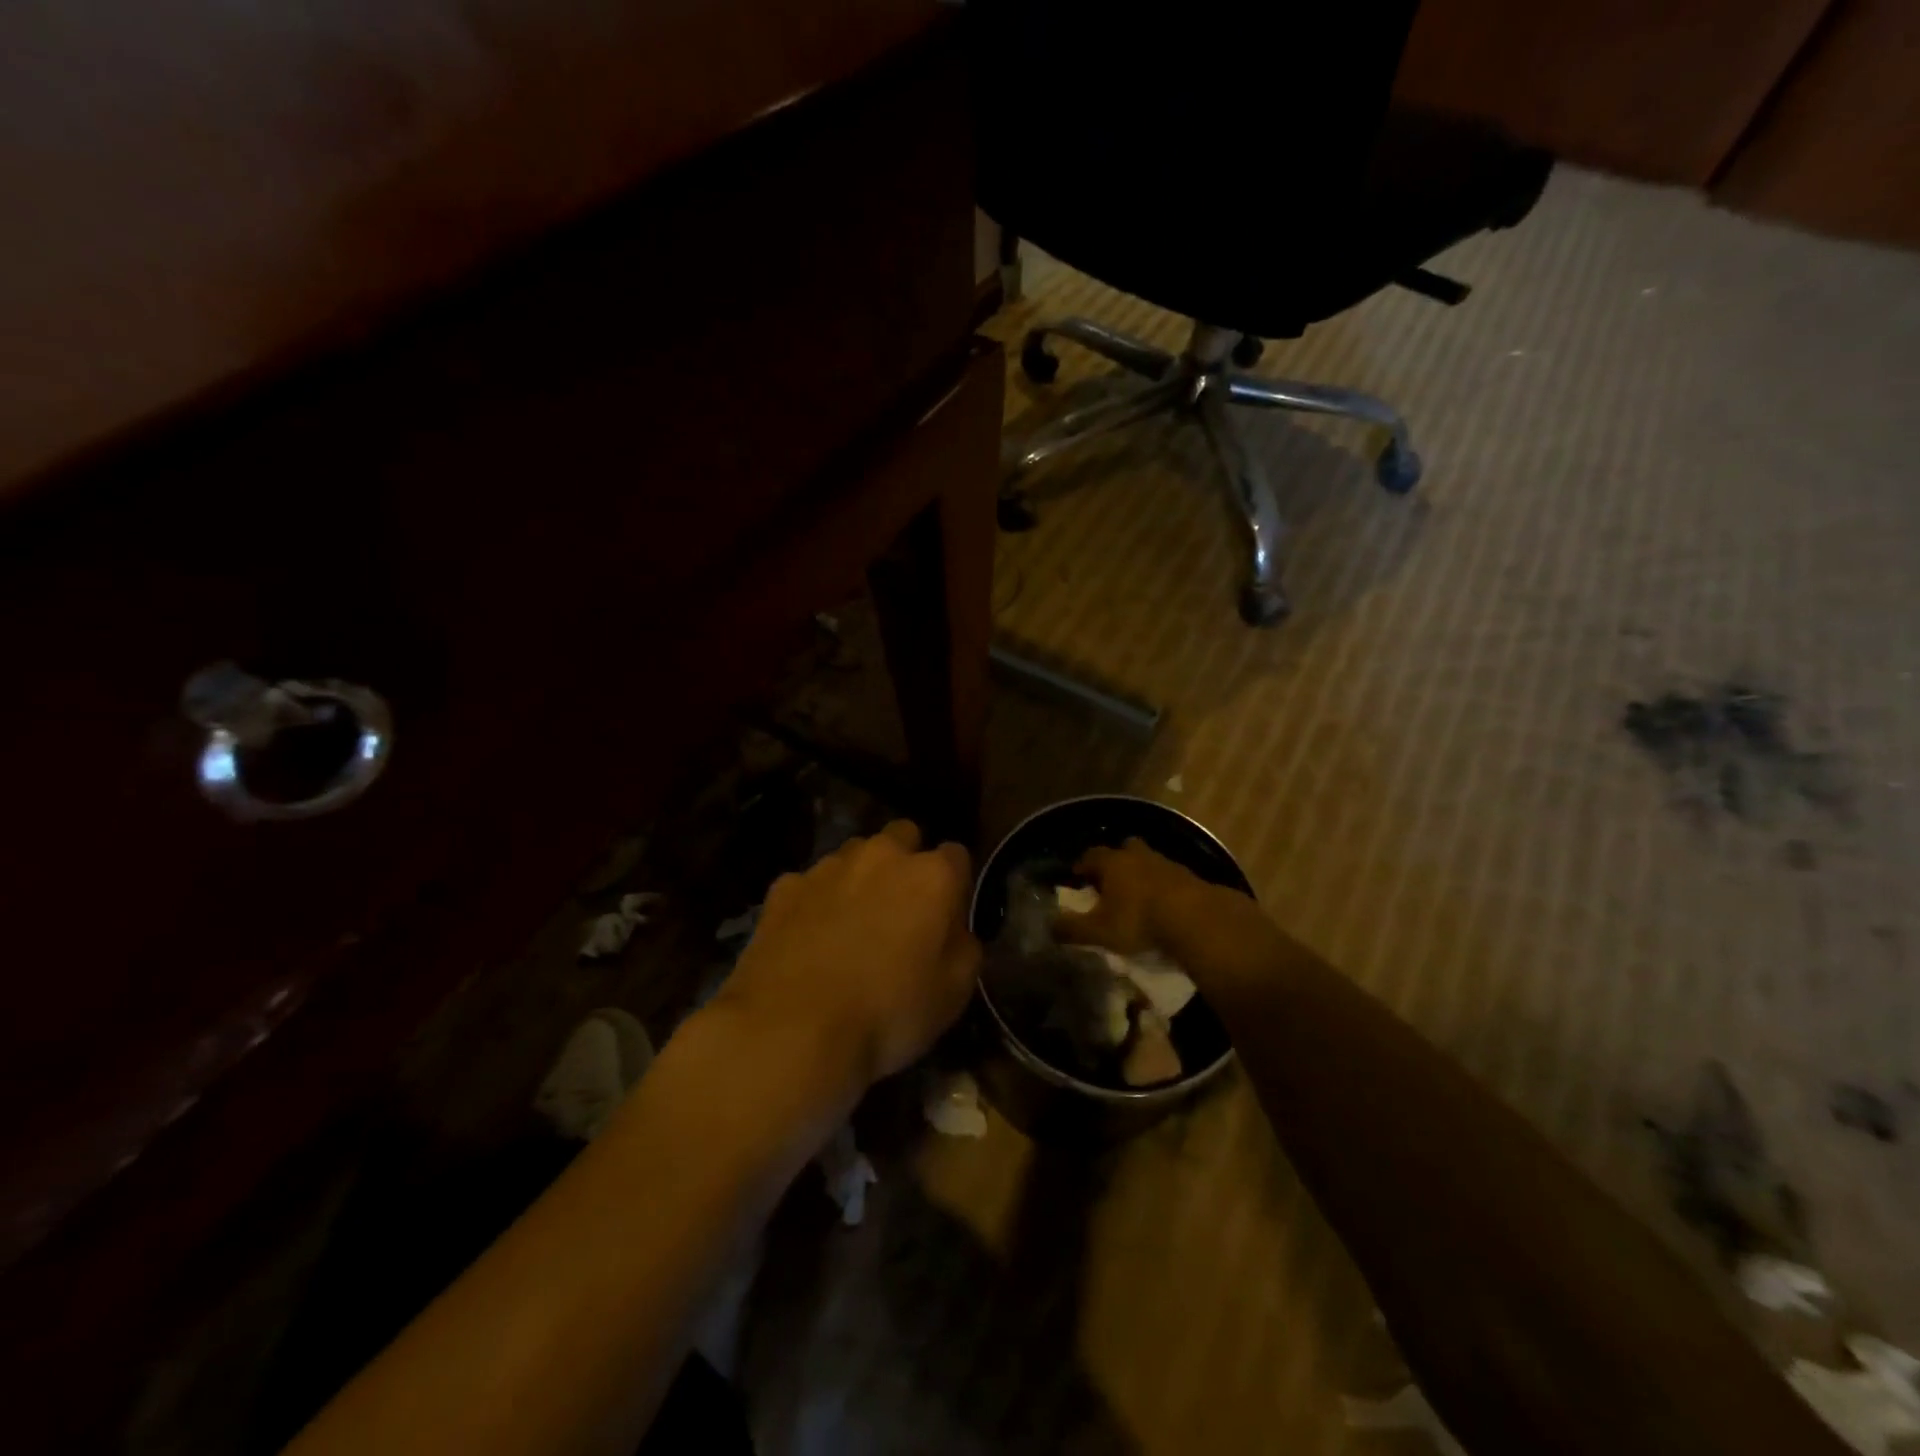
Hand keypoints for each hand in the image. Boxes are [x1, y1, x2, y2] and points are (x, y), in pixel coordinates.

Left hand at [719, 820, 979, 1086]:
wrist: (793, 1028)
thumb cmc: (889, 1012)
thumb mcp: (955, 991)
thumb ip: (964, 945)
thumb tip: (954, 929)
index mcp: (932, 876)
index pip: (957, 855)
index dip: (955, 884)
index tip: (948, 915)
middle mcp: (882, 855)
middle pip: (903, 837)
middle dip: (906, 862)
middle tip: (901, 909)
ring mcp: (829, 866)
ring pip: (854, 855)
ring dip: (860, 878)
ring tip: (852, 924)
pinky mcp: (784, 887)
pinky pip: (810, 883)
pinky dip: (815, 901)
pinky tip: (810, 938)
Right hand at [1054, 837, 1230, 954]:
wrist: (1196, 919)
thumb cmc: (1139, 920)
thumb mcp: (1099, 931)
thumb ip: (1072, 928)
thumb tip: (1049, 926)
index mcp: (1112, 863)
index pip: (1090, 855)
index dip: (1082, 865)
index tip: (1077, 877)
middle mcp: (1138, 856)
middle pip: (1124, 849)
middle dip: (1116, 861)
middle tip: (1110, 881)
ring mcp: (1167, 863)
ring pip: (1148, 861)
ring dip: (1141, 873)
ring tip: (1137, 895)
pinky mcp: (1190, 877)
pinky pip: (1169, 876)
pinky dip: (1163, 886)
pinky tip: (1163, 904)